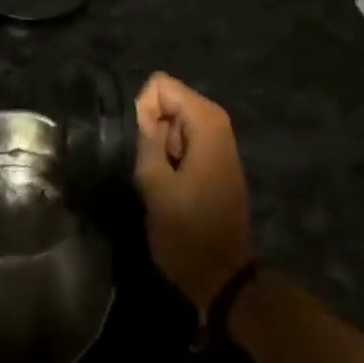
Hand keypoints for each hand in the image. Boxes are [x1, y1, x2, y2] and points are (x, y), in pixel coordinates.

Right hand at [132, 73, 253, 317]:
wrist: (223, 277)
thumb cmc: (188, 233)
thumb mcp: (155, 186)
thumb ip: (146, 139)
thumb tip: (139, 111)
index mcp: (206, 121)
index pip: (160, 85)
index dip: (142, 112)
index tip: (141, 147)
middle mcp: (215, 121)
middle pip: (167, 101)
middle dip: (150, 129)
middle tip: (150, 169)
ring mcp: (216, 140)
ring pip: (170, 122)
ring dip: (158, 147)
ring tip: (159, 182)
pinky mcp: (212, 159)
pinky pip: (180, 141)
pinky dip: (169, 157)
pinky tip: (169, 186)